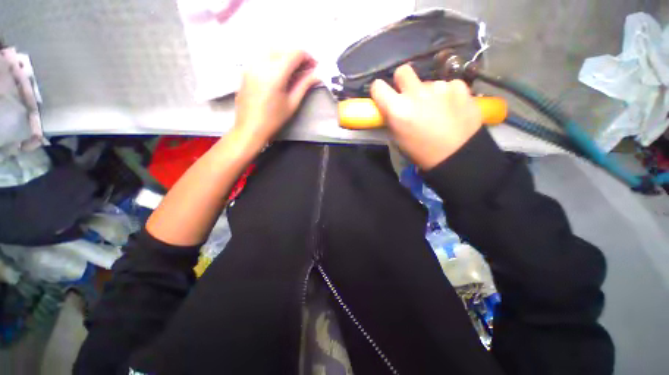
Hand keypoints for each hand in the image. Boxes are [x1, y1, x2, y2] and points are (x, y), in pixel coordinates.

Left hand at [234, 50, 318, 147]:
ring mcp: (251, 64)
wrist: (250, 127)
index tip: (314, 66)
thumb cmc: (274, 119)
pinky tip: (279, 70)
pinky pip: (262, 55)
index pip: (294, 54)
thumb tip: (317, 75)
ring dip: (285, 55)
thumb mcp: (292, 104)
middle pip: (283, 49)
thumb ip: (304, 85)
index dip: (307, 57)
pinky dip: (274, 57)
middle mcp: (261, 64)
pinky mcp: (246, 68)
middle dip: (297, 56)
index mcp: (275, 74)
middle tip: (306, 69)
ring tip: (293, 69)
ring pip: (271, 49)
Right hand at [371, 64, 481, 169]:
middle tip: (409, 95)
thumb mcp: (398, 139)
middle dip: (403, 81)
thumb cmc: (421, 152)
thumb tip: (391, 106)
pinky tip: (452, 108)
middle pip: (403, 71)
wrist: (457, 155)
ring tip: (437, 110)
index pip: (377, 86)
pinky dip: (447, 94)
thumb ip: (392, 118)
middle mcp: (416, 93)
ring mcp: (439, 87)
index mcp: (397, 109)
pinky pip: (447, 85)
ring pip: (428, 82)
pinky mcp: (459, 86)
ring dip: (428, 93)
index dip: (379, 91)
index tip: (384, 96)